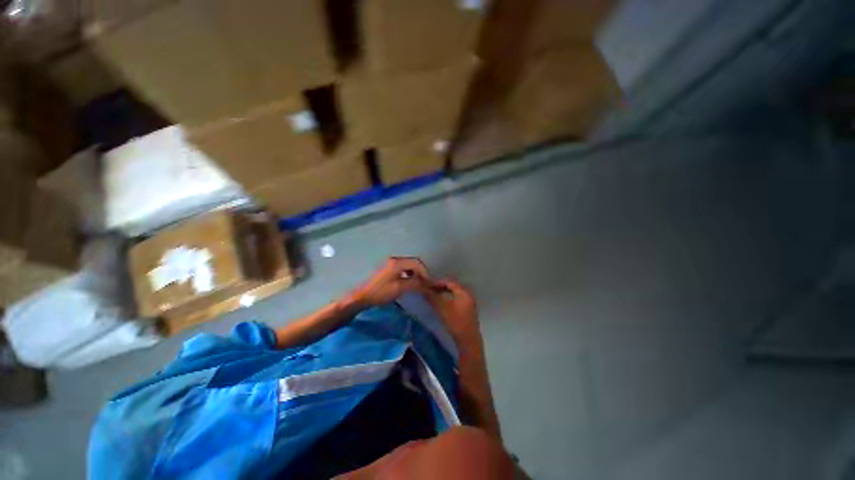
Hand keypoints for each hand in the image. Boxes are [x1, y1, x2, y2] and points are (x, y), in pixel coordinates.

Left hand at [349, 257, 430, 307]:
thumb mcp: (400, 288)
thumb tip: (428, 284)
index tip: (428, 283)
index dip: (425, 272)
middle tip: (425, 283)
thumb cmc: (380, 292)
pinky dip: (409, 273)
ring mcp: (391, 263)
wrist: (362, 296)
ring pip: (408, 265)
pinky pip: (403, 268)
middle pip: (413, 262)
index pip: (417, 263)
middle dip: (421, 272)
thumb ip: (415, 284)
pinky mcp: (388, 268)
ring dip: (415, 273)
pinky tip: (408, 281)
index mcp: (397, 262)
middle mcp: (395, 259)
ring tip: (418, 283)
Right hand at [426, 279, 480, 346]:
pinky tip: (441, 304)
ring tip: (433, 296)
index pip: (449, 282)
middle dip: (440, 287)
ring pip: (454, 294)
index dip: (437, 282)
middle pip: (452, 287)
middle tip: (429, 290)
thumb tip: (422, 288)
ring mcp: (469, 303)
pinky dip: (448, 299)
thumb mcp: (442, 308)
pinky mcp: (468, 311)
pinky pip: (456, 300)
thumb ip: (432, 297)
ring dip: (443, 294)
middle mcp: (468, 295)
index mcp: (464, 292)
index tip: (427, 285)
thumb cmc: (456, 322)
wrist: (468, 342)